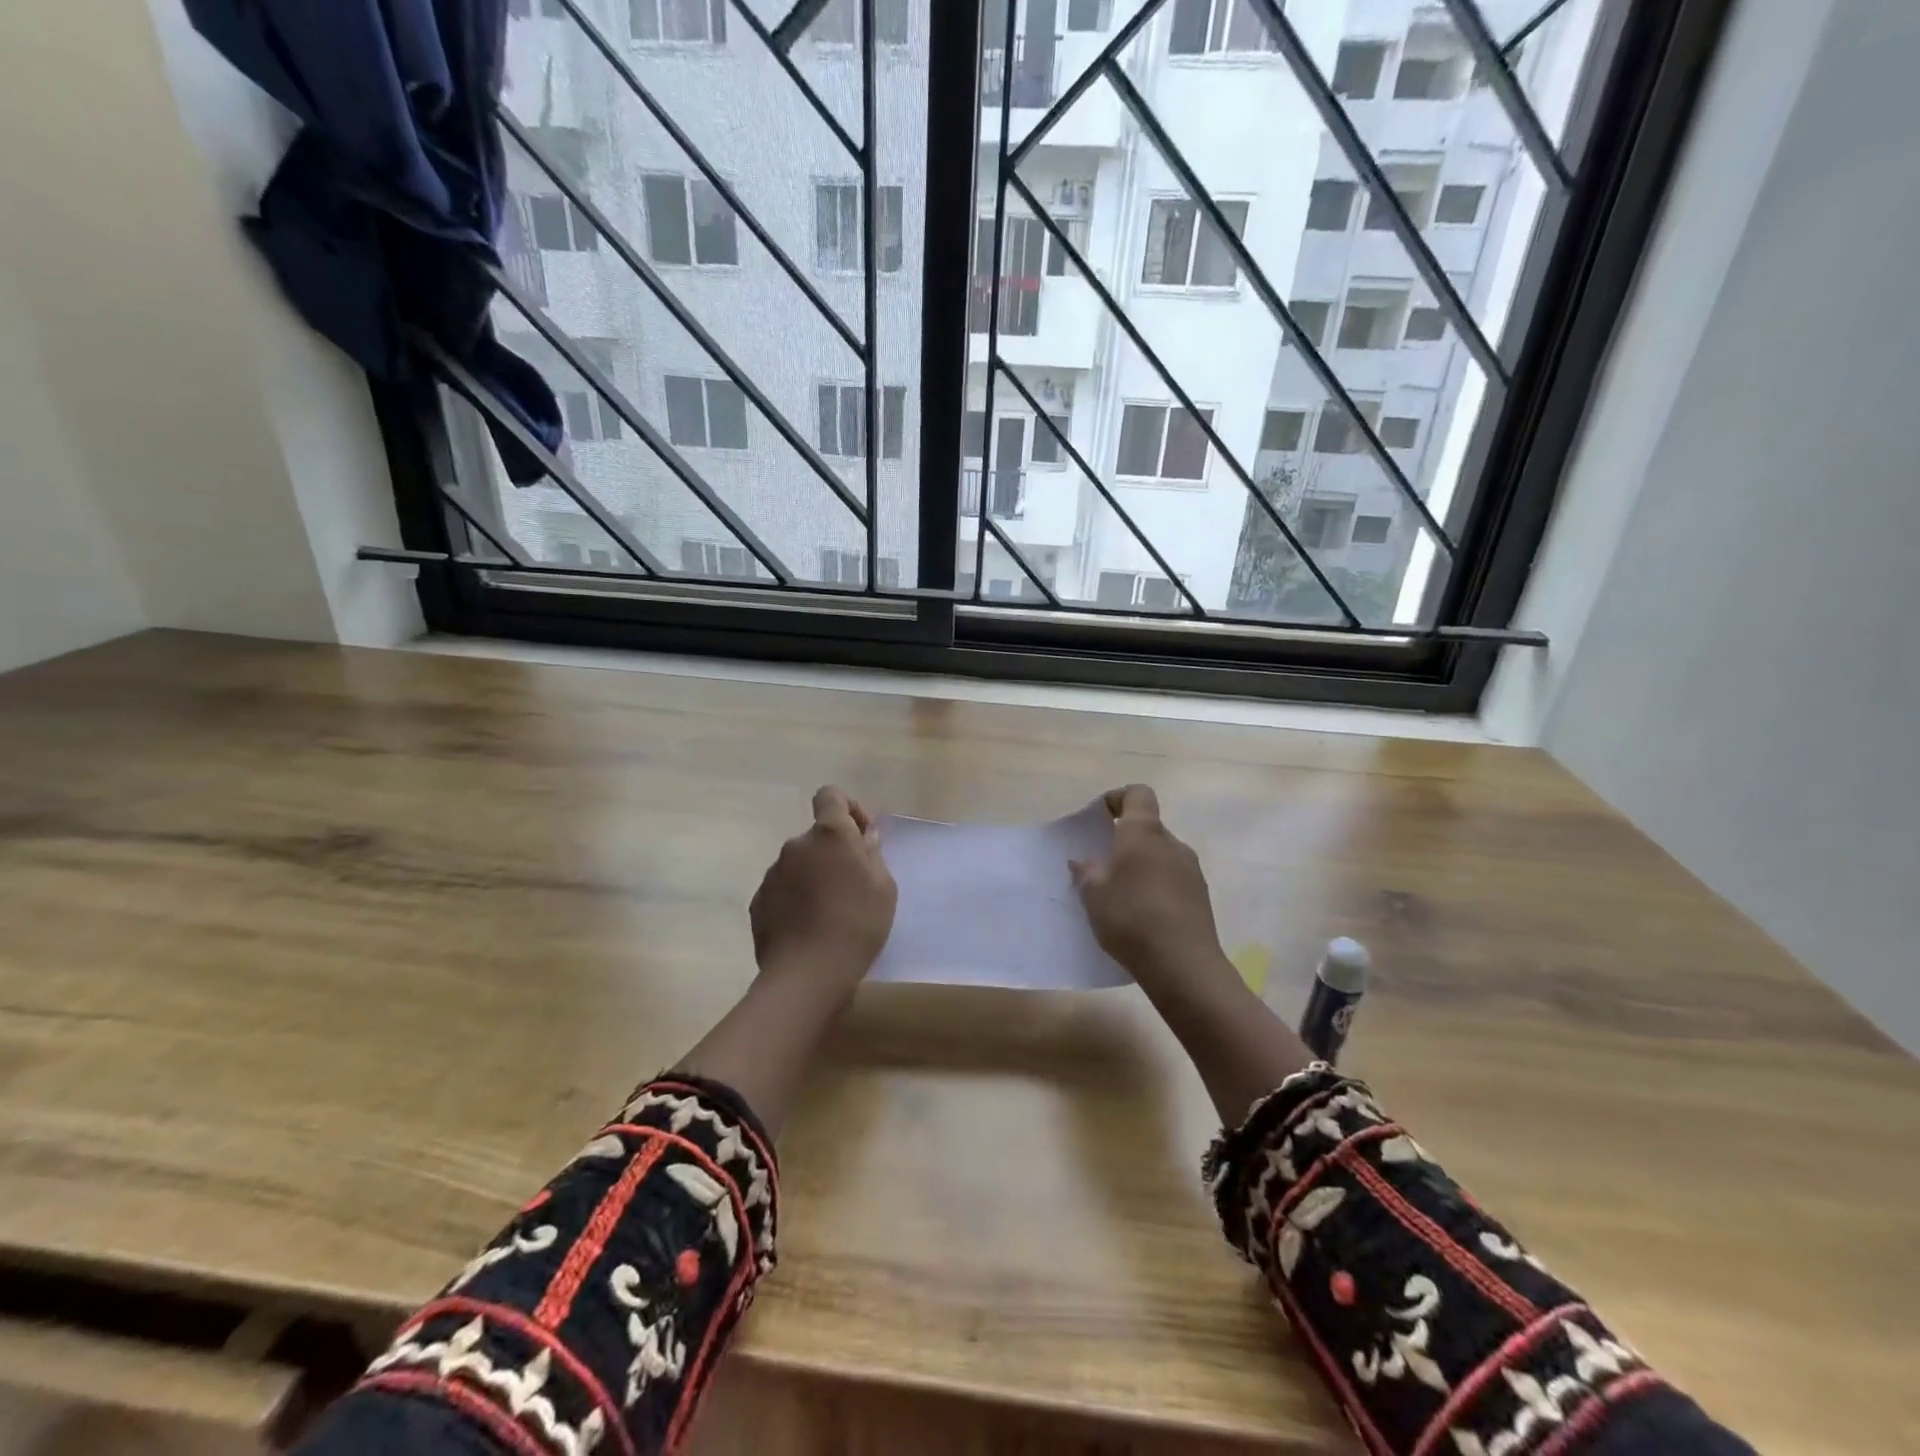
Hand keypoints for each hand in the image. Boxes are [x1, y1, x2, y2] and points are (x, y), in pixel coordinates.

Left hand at [749, 786, 896, 997]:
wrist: (807, 975)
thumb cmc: (857, 924)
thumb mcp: (883, 887)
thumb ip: (872, 853)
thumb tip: (863, 836)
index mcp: (829, 835)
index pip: (830, 796)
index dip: (847, 808)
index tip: (860, 836)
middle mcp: (796, 845)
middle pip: (817, 837)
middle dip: (833, 852)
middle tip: (853, 886)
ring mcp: (773, 874)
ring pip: (799, 864)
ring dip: (814, 877)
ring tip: (830, 913)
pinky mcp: (758, 901)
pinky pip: (783, 889)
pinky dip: (795, 899)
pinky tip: (808, 928)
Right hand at [1071, 785, 1237, 1005]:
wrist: (1183, 965)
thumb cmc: (1131, 917)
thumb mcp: (1093, 894)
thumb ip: (1086, 871)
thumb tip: (1083, 861)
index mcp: (1144, 832)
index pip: (1138, 794)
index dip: (1118, 799)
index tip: (1099, 818)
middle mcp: (1172, 843)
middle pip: (1148, 828)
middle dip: (1124, 841)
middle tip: (1101, 865)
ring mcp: (1191, 870)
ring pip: (1160, 856)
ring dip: (1140, 866)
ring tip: (1119, 895)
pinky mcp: (1201, 897)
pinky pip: (1171, 880)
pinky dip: (1154, 887)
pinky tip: (1140, 915)